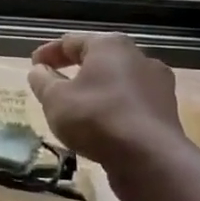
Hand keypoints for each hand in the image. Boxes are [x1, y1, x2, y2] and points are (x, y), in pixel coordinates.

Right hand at [27, 32, 186, 200]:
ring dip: (95, 91)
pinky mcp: (166, 112)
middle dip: (74, 70)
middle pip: (99, 59)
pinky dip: (112, 109)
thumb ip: (43, 81)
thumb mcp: (55, 99)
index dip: (48, 53)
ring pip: (117, 82)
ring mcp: (158, 85)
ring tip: (76, 108)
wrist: (151, 159)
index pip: (71, 41)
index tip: (33, 65)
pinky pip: (131, 104)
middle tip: (53, 83)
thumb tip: (39, 71)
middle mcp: (139, 57)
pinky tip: (100, 126)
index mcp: (110, 46)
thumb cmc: (97, 118)